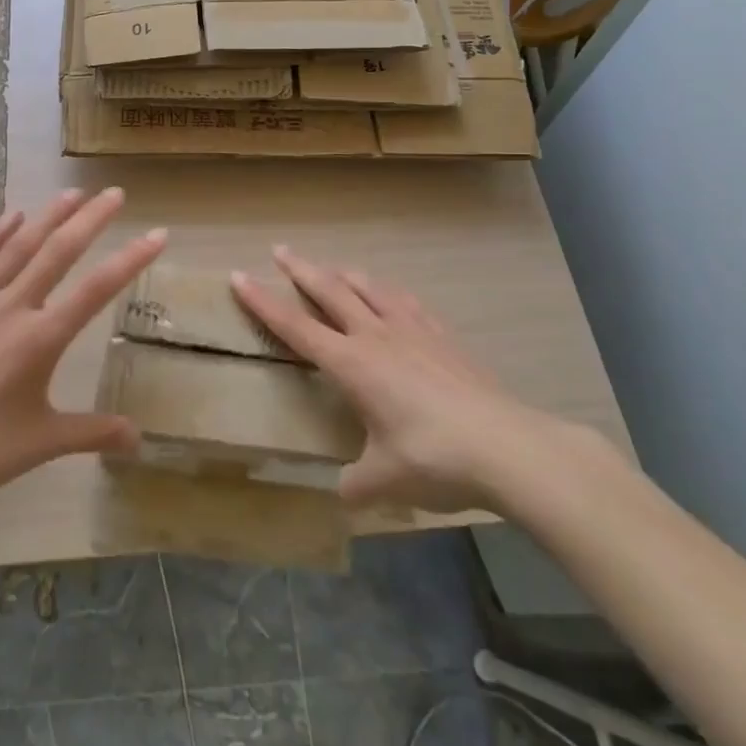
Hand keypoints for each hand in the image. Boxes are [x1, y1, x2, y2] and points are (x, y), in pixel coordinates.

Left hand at [0, 188, 162, 520]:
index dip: (131, 259)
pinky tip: (12, 216)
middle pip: (57, 253)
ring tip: (71, 193)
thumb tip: (139, 440)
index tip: (158, 234)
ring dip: (47, 217)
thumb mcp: (43, 443)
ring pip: (17, 247)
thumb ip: (94, 432)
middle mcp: (10, 309)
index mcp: (40, 339)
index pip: (97, 289)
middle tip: (115, 193)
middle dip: (90, 220)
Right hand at [231, 246, 569, 512]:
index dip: (263, 302)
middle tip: (280, 250)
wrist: (507, 447)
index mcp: (352, 364)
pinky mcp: (443, 337)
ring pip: (370, 289)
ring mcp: (413, 332)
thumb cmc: (434, 459)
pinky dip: (390, 294)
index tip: (238, 277)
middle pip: (330, 292)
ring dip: (346, 275)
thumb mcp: (384, 480)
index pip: (295, 326)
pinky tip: (393, 296)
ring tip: (334, 268)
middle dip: (301, 270)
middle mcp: (376, 337)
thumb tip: (344, 494)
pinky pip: (408, 303)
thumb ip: (356, 484)